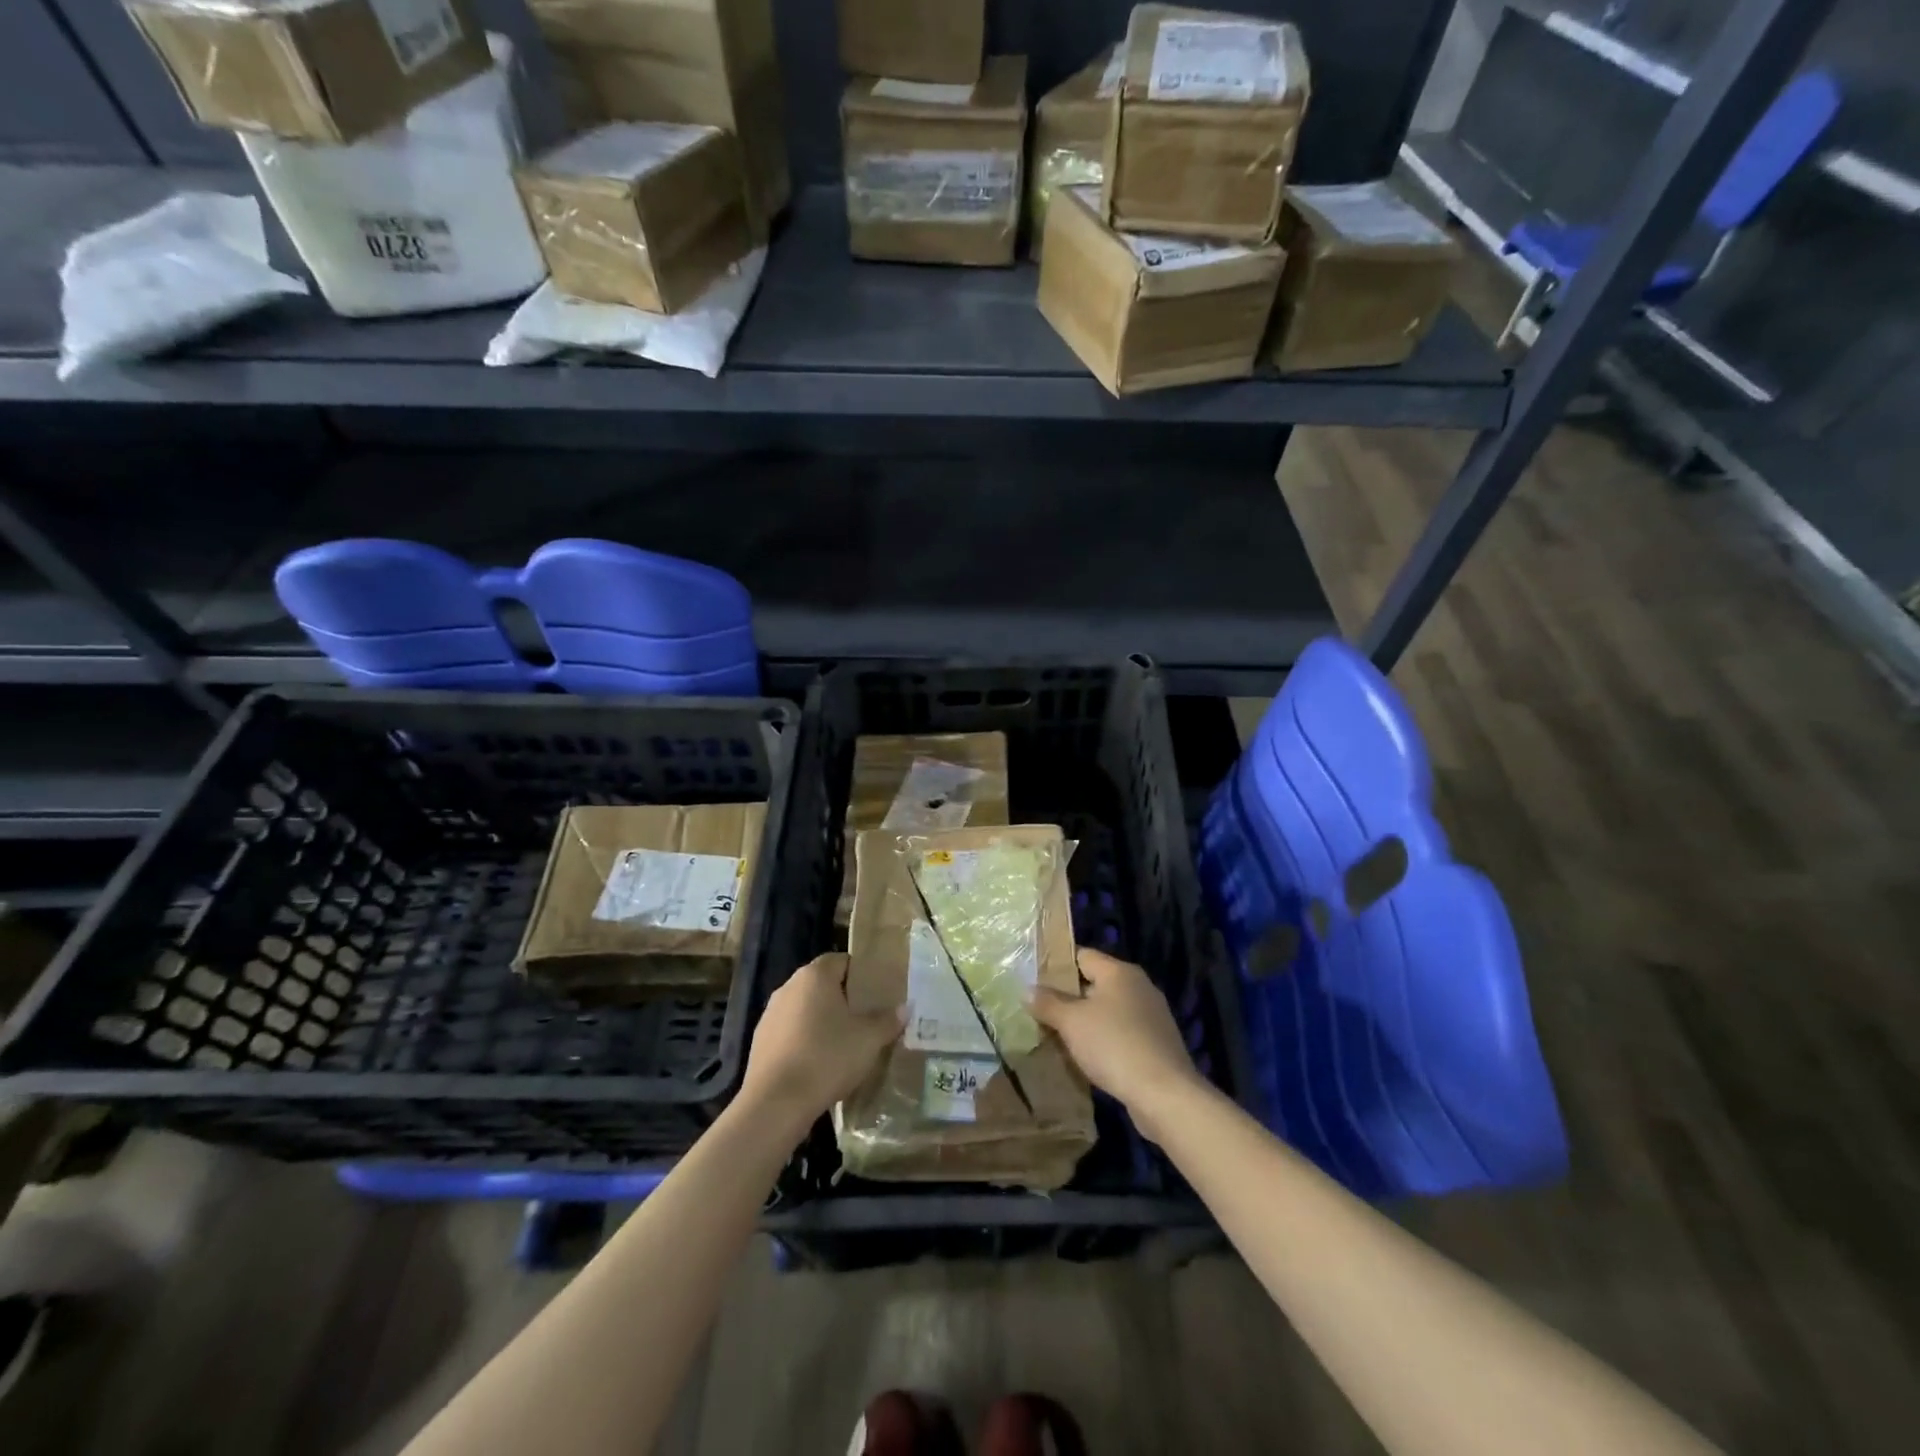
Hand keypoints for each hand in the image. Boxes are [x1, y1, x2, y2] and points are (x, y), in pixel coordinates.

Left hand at [741, 953, 900, 1136]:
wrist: (776, 1104)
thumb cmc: (827, 1058)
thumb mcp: (869, 1040)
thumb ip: (888, 1020)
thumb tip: (905, 1008)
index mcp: (815, 976)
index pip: (842, 961)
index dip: (861, 974)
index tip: (878, 993)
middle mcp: (789, 987)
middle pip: (822, 985)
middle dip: (843, 999)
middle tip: (867, 1019)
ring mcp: (770, 1015)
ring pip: (805, 1010)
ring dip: (822, 1022)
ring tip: (845, 1044)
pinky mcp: (760, 1042)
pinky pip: (790, 1033)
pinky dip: (805, 1042)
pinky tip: (819, 1065)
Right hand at [1030, 948, 1207, 1137]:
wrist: (1165, 1094)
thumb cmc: (1114, 1045)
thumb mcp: (1071, 1022)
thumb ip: (1048, 1003)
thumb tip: (1027, 989)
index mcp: (1119, 972)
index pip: (1082, 955)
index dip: (1057, 965)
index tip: (1034, 981)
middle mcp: (1139, 986)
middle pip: (1095, 983)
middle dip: (1068, 997)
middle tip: (1040, 1012)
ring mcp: (1152, 1015)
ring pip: (1108, 1010)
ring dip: (1086, 1022)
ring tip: (1058, 1036)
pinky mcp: (1157, 1043)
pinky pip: (1122, 1033)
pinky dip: (1104, 1040)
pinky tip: (1088, 1058)